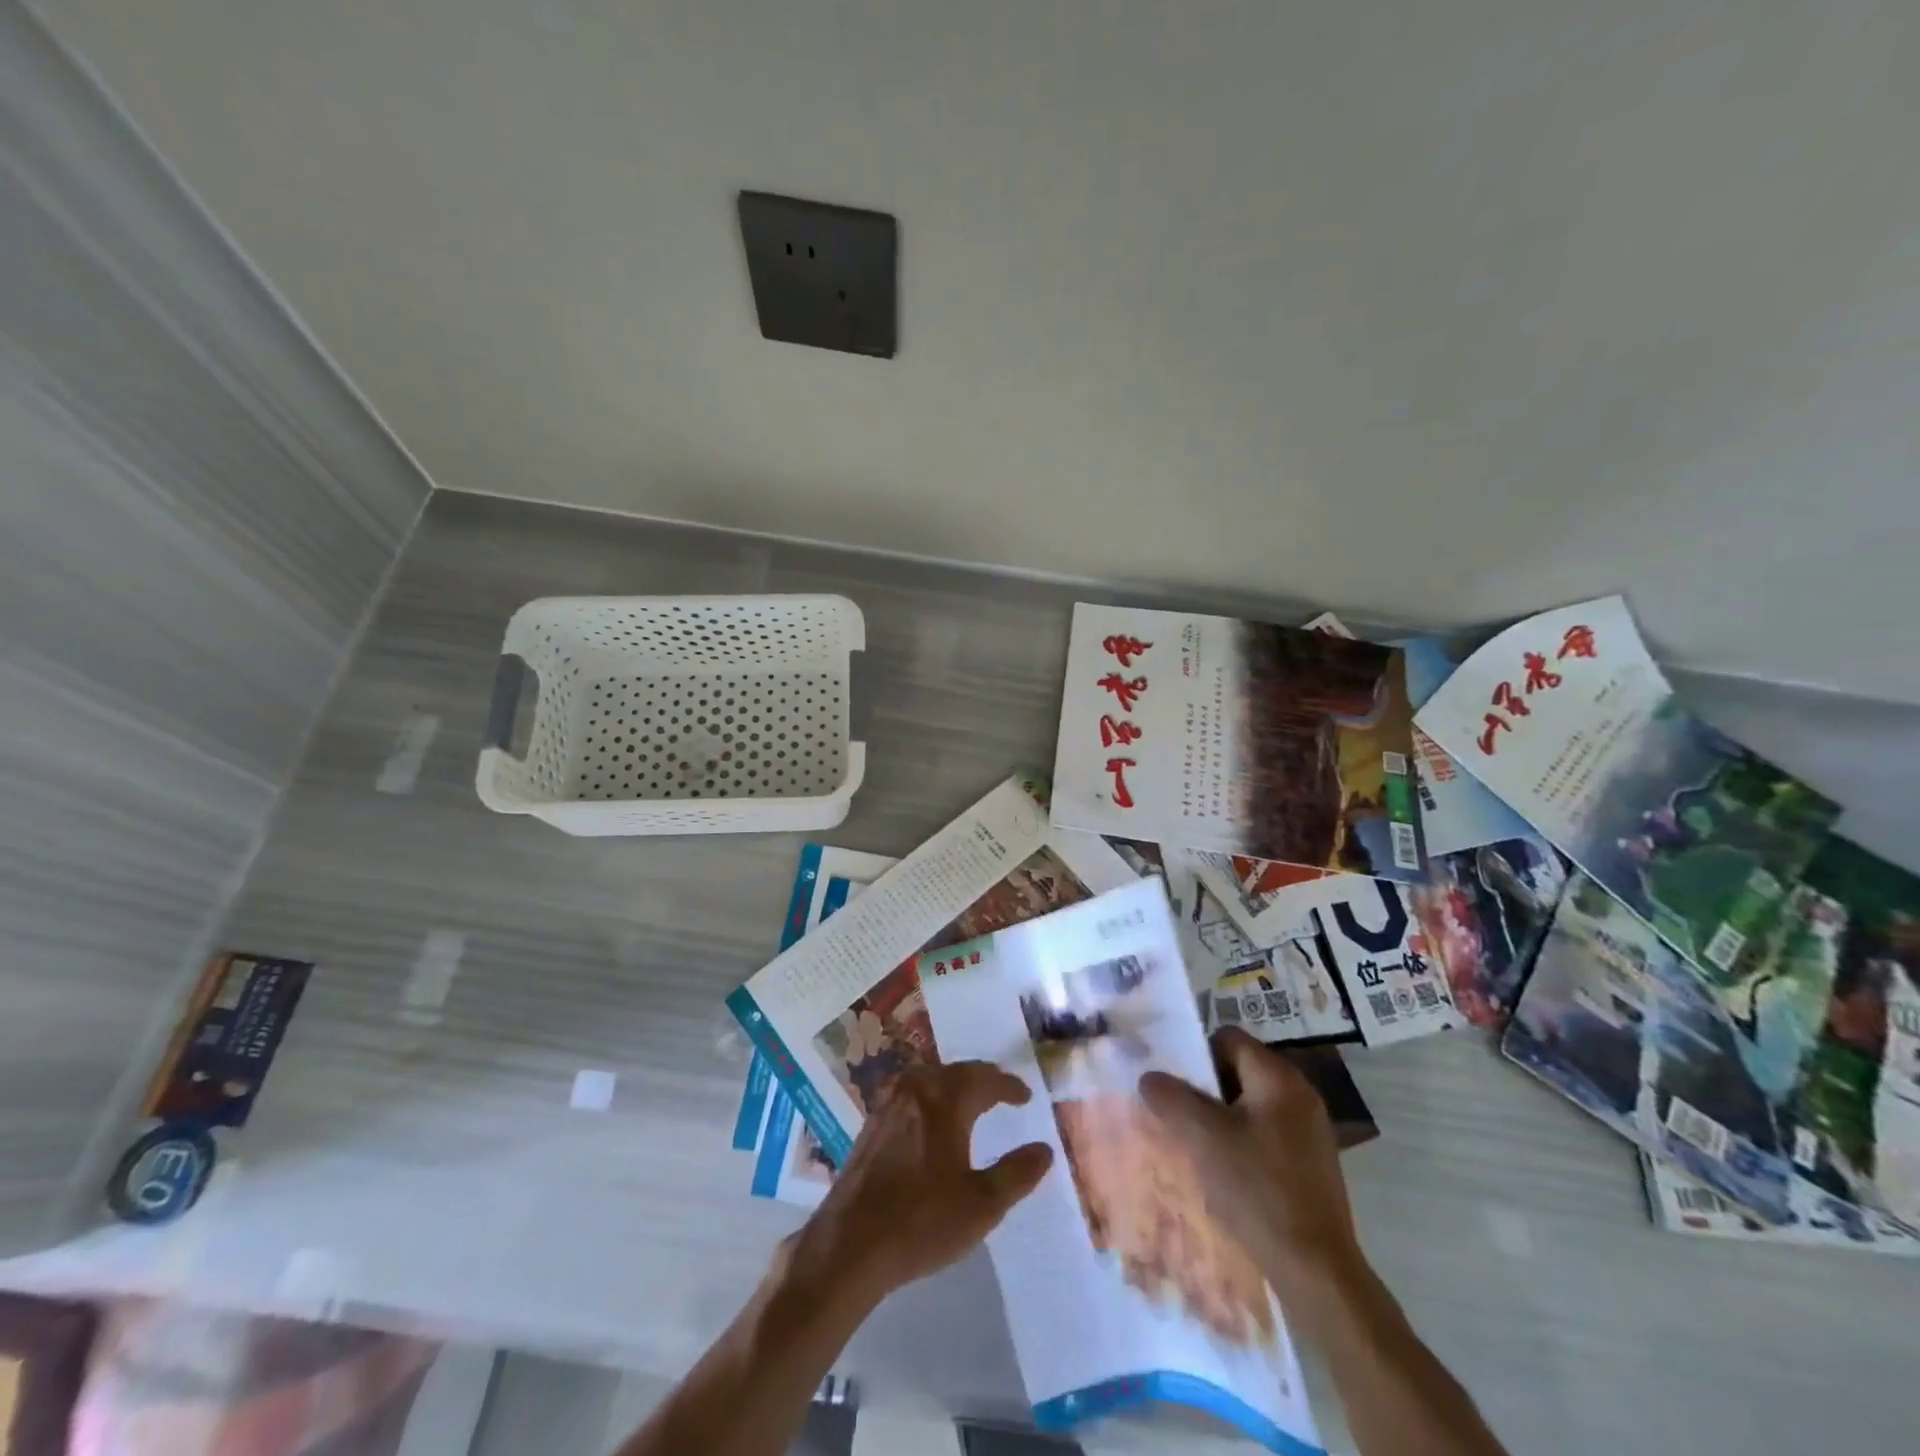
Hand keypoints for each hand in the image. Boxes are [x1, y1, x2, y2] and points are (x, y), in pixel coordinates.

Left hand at [786, 1061, 1052, 1309]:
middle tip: (1001, 1090)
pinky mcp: (872, 1122)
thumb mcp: (982, 1204)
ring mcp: (889, 1103)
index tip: (1025, 1095)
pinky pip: (910, 1093)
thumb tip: (1044, 1149)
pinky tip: (931, 1117)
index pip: (985, 1080)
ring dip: (954, 1084)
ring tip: (971, 1099)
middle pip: (956, 1072)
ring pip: (930, 1079)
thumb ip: (1017, 1174)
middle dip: (982, 1079)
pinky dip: (930, 1095)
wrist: (850, 1242)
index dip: (1008, 1086)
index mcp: (946, 1099)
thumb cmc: (922, 1221)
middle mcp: (916, 1089)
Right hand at [1139, 1027, 1364, 1313]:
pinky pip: (1267, 1132)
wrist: (1316, 1270)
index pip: (1228, 1039)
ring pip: (1251, 1104)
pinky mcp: (1312, 1163)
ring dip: (1222, 1116)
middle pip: (1240, 1069)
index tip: (1173, 1083)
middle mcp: (1301, 1093)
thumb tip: (1149, 1076)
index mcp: (1278, 1077)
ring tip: (1196, 1143)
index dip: (1196, 1054)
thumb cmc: (1257, 1190)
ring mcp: (1311, 1130)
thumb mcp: (1202, 1137)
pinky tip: (1226, 1170)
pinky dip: (1243, 1141)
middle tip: (1179, 1113)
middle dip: (1205, 1088)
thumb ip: (1171, 1097)